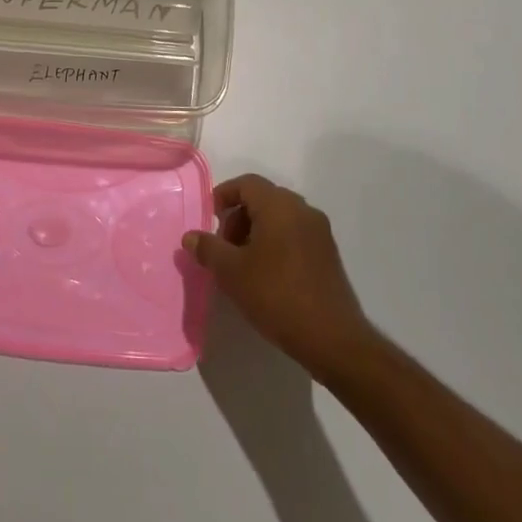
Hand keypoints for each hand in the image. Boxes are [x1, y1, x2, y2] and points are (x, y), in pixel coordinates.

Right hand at [184, 174, 376, 380]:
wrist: (331, 338)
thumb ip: (208, 249)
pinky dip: (275, 243)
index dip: (224, 195)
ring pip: (280, 218)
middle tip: (223, 247)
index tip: (209, 219)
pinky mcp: (328, 254)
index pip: (247, 183)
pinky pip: (294, 234)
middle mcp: (303, 211)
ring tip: (242, 264)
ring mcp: (320, 233)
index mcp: (280, 206)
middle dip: (238, 217)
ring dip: (255, 231)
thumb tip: (190, 236)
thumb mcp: (231, 272)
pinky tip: (265, 275)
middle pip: (263, 199)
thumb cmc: (276, 295)